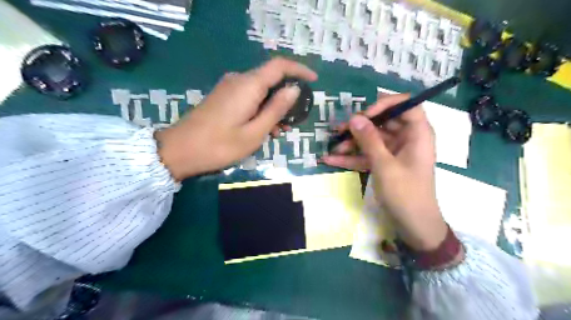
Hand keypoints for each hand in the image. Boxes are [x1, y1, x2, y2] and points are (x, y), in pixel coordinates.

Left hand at [156, 57, 316, 180]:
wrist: (179, 151)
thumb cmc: (219, 145)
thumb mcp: (254, 132)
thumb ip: (276, 109)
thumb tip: (294, 89)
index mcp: (248, 85)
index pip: (279, 65)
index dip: (299, 69)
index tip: (314, 81)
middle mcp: (239, 80)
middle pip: (271, 79)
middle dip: (286, 97)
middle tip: (294, 121)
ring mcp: (229, 88)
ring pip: (261, 90)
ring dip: (273, 107)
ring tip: (278, 131)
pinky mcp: (223, 97)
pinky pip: (249, 97)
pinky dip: (261, 109)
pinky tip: (263, 129)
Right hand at [320, 93, 445, 250]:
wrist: (414, 226)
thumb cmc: (406, 194)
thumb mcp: (385, 166)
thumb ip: (369, 140)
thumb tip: (354, 118)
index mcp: (418, 134)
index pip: (406, 105)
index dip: (385, 104)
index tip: (364, 115)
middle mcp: (407, 139)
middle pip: (384, 122)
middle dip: (360, 126)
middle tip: (340, 130)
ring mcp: (394, 152)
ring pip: (372, 139)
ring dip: (352, 143)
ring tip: (333, 147)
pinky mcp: (385, 164)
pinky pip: (368, 155)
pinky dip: (352, 157)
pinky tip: (331, 159)